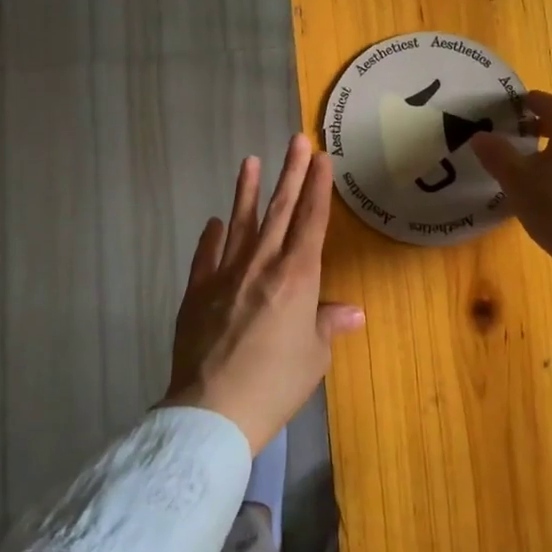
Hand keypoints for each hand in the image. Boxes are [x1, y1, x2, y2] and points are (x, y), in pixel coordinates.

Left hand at [166, 135, 363, 453]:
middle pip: (281, 210)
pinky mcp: (198, 291)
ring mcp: (226, 274)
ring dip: (247, 190)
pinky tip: (215, 221)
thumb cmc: (276, 383)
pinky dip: (212, 236)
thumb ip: (329, 324)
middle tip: (297, 141)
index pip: (312, 220)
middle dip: (291, 173)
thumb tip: (353, 312)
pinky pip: (207, 255)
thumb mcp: (314, 355)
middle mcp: (263, 264)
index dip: (318, 187)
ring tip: (250, 161)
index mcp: (298, 276)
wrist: (213, 410)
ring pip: (241, 222)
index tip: (321, 157)